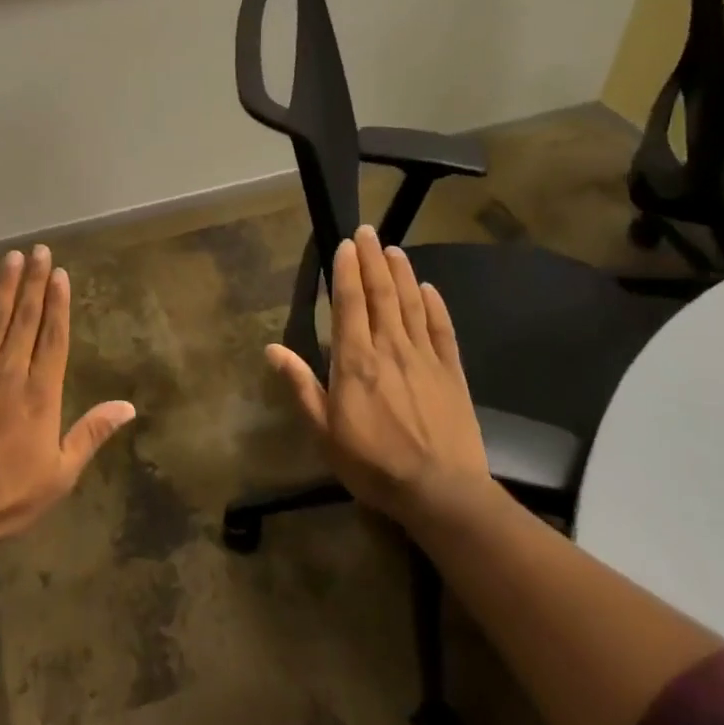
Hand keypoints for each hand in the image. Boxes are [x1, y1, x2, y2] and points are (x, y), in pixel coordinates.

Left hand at [0, 245, 135, 548]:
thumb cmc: (7, 497)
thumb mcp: (60, 474)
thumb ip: (91, 433)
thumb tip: (128, 406)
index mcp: (40, 394)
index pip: (54, 338)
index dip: (58, 304)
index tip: (60, 273)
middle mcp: (10, 373)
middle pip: (25, 319)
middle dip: (34, 283)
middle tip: (39, 250)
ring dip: (4, 286)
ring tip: (12, 257)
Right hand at [266, 226, 491, 525]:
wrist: (441, 492)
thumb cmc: (373, 464)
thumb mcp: (324, 431)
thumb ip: (301, 385)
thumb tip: (271, 348)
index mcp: (355, 360)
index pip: (349, 302)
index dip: (346, 270)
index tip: (344, 245)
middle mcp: (390, 348)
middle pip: (381, 294)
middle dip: (372, 260)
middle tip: (367, 231)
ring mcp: (425, 358)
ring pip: (412, 304)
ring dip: (402, 274)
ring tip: (394, 249)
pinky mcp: (452, 373)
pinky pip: (443, 330)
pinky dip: (435, 306)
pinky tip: (429, 288)